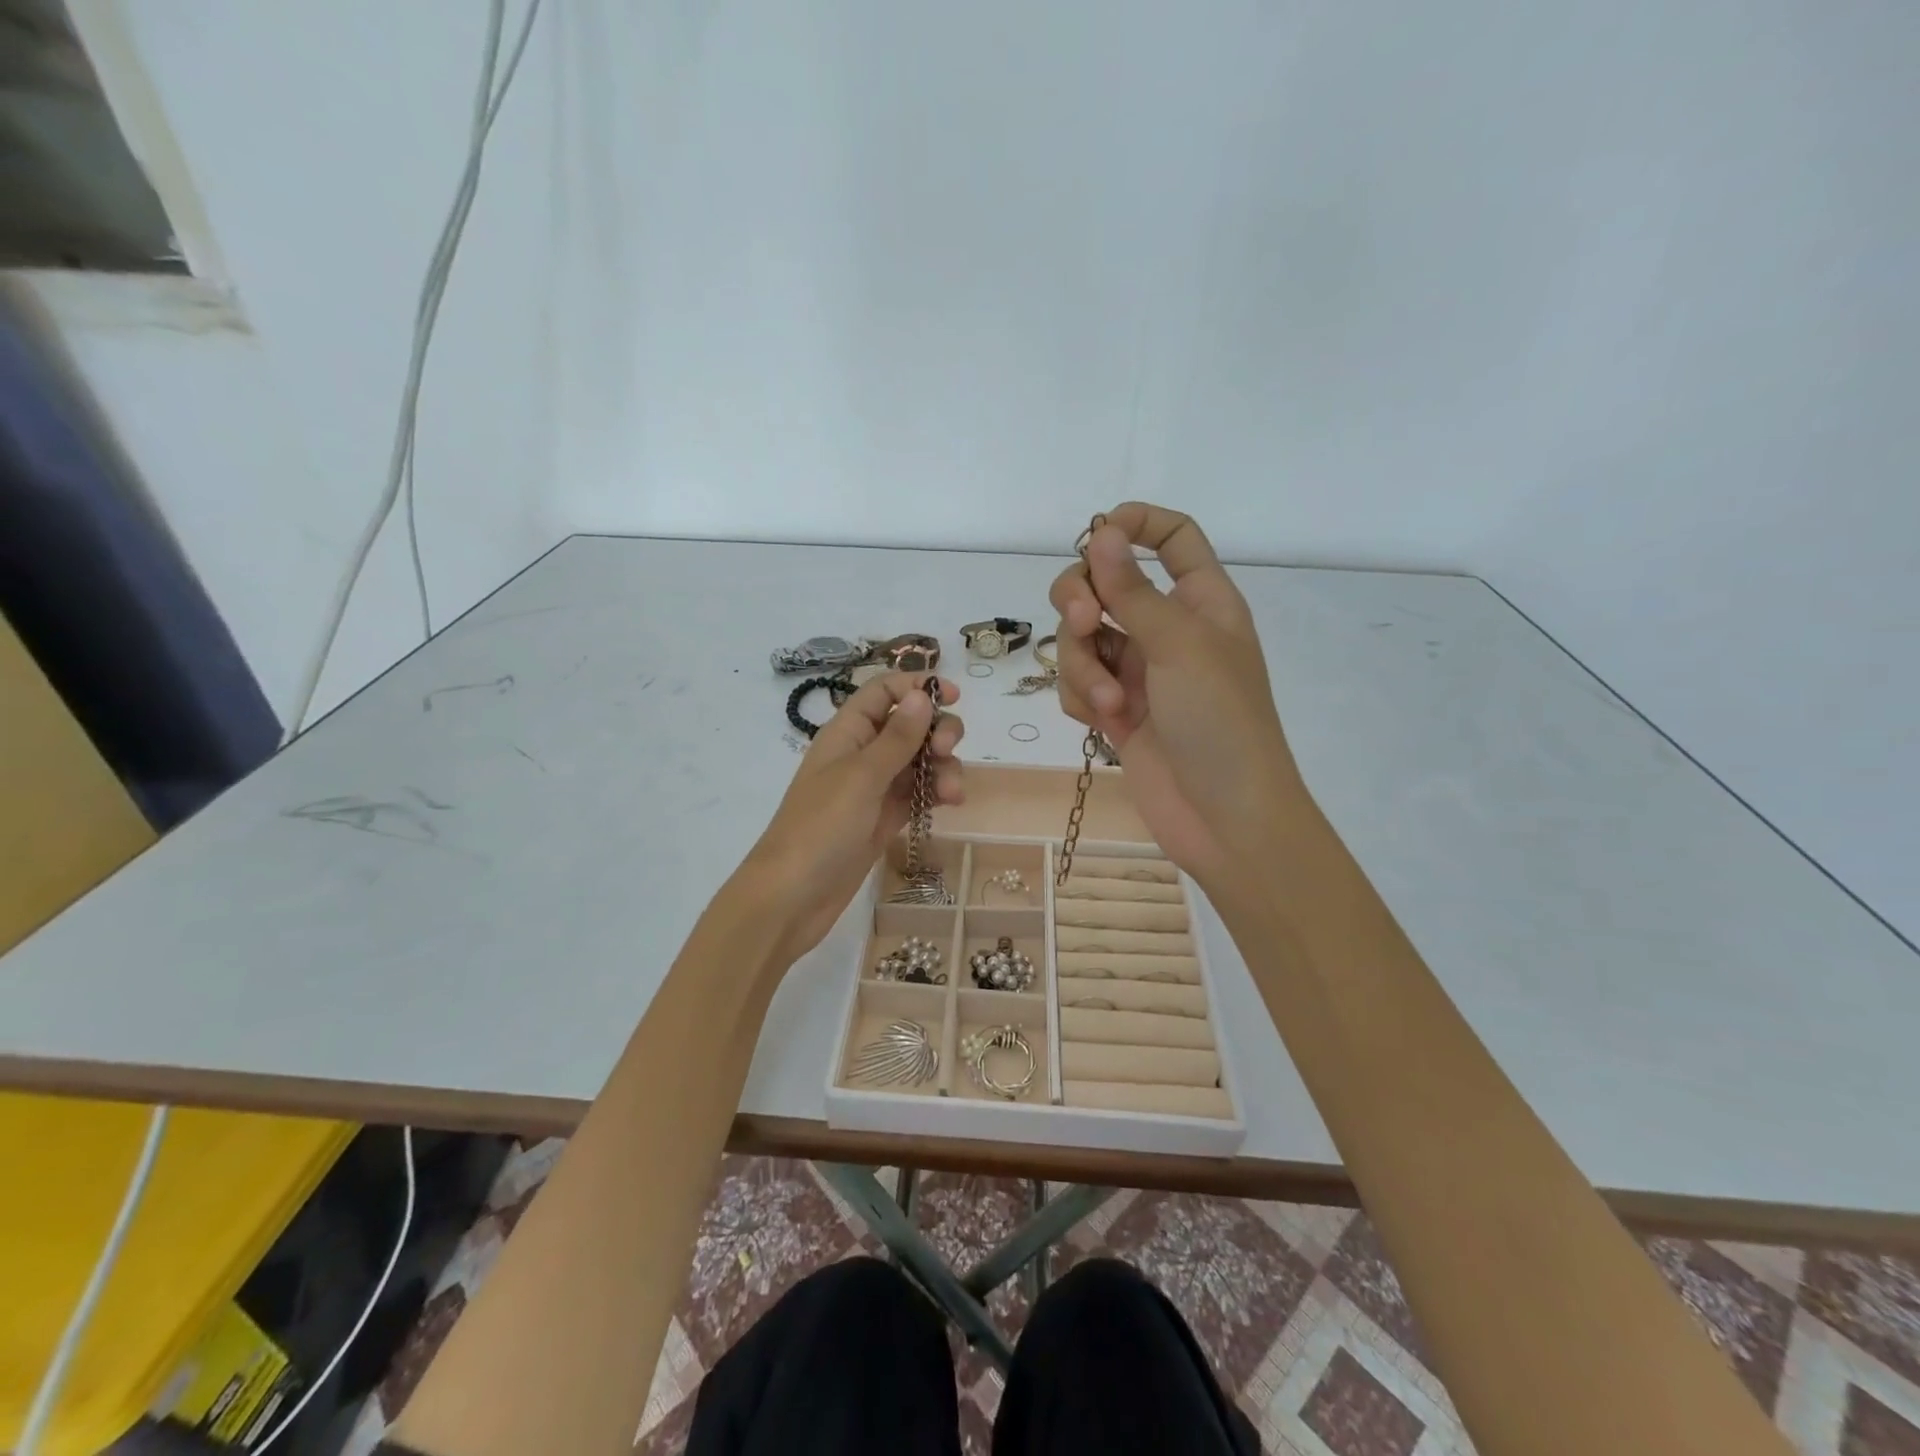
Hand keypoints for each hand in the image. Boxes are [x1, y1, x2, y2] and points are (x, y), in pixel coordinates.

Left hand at [740, 672, 963, 963]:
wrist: (793, 897)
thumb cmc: (821, 827)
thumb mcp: (862, 776)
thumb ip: (897, 737)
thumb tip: (922, 694)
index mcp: (847, 732)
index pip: (884, 692)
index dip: (917, 687)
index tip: (954, 697)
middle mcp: (862, 753)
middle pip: (910, 724)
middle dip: (937, 730)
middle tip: (947, 749)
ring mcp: (874, 788)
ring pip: (919, 760)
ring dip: (942, 767)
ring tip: (952, 793)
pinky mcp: (885, 818)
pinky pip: (918, 792)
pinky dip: (936, 791)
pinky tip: (950, 802)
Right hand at [1050, 502, 1301, 896]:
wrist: (1224, 818)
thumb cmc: (1220, 721)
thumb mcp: (1179, 645)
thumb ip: (1132, 589)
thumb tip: (1100, 529)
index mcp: (1201, 600)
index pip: (1172, 537)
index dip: (1135, 524)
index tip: (1096, 537)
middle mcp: (1166, 628)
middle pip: (1104, 582)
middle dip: (1080, 600)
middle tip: (1083, 622)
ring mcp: (1138, 670)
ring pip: (1080, 638)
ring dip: (1082, 666)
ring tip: (1109, 703)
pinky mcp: (1114, 709)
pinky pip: (1077, 682)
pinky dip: (1081, 697)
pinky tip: (1103, 722)